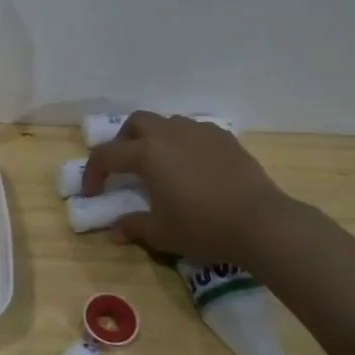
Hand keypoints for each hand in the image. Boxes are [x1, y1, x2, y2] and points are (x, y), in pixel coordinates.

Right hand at [81, 111, 291, 260]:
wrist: (261, 222)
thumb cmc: (202, 226)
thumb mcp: (160, 232)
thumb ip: (133, 226)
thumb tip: (113, 232)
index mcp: (146, 154)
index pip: (106, 156)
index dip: (93, 173)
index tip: (93, 193)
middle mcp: (169, 134)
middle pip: (136, 123)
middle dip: (123, 141)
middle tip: (125, 166)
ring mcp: (199, 132)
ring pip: (167, 123)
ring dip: (155, 138)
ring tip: (160, 164)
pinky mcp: (225, 139)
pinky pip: (195, 132)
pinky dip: (184, 143)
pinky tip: (192, 166)